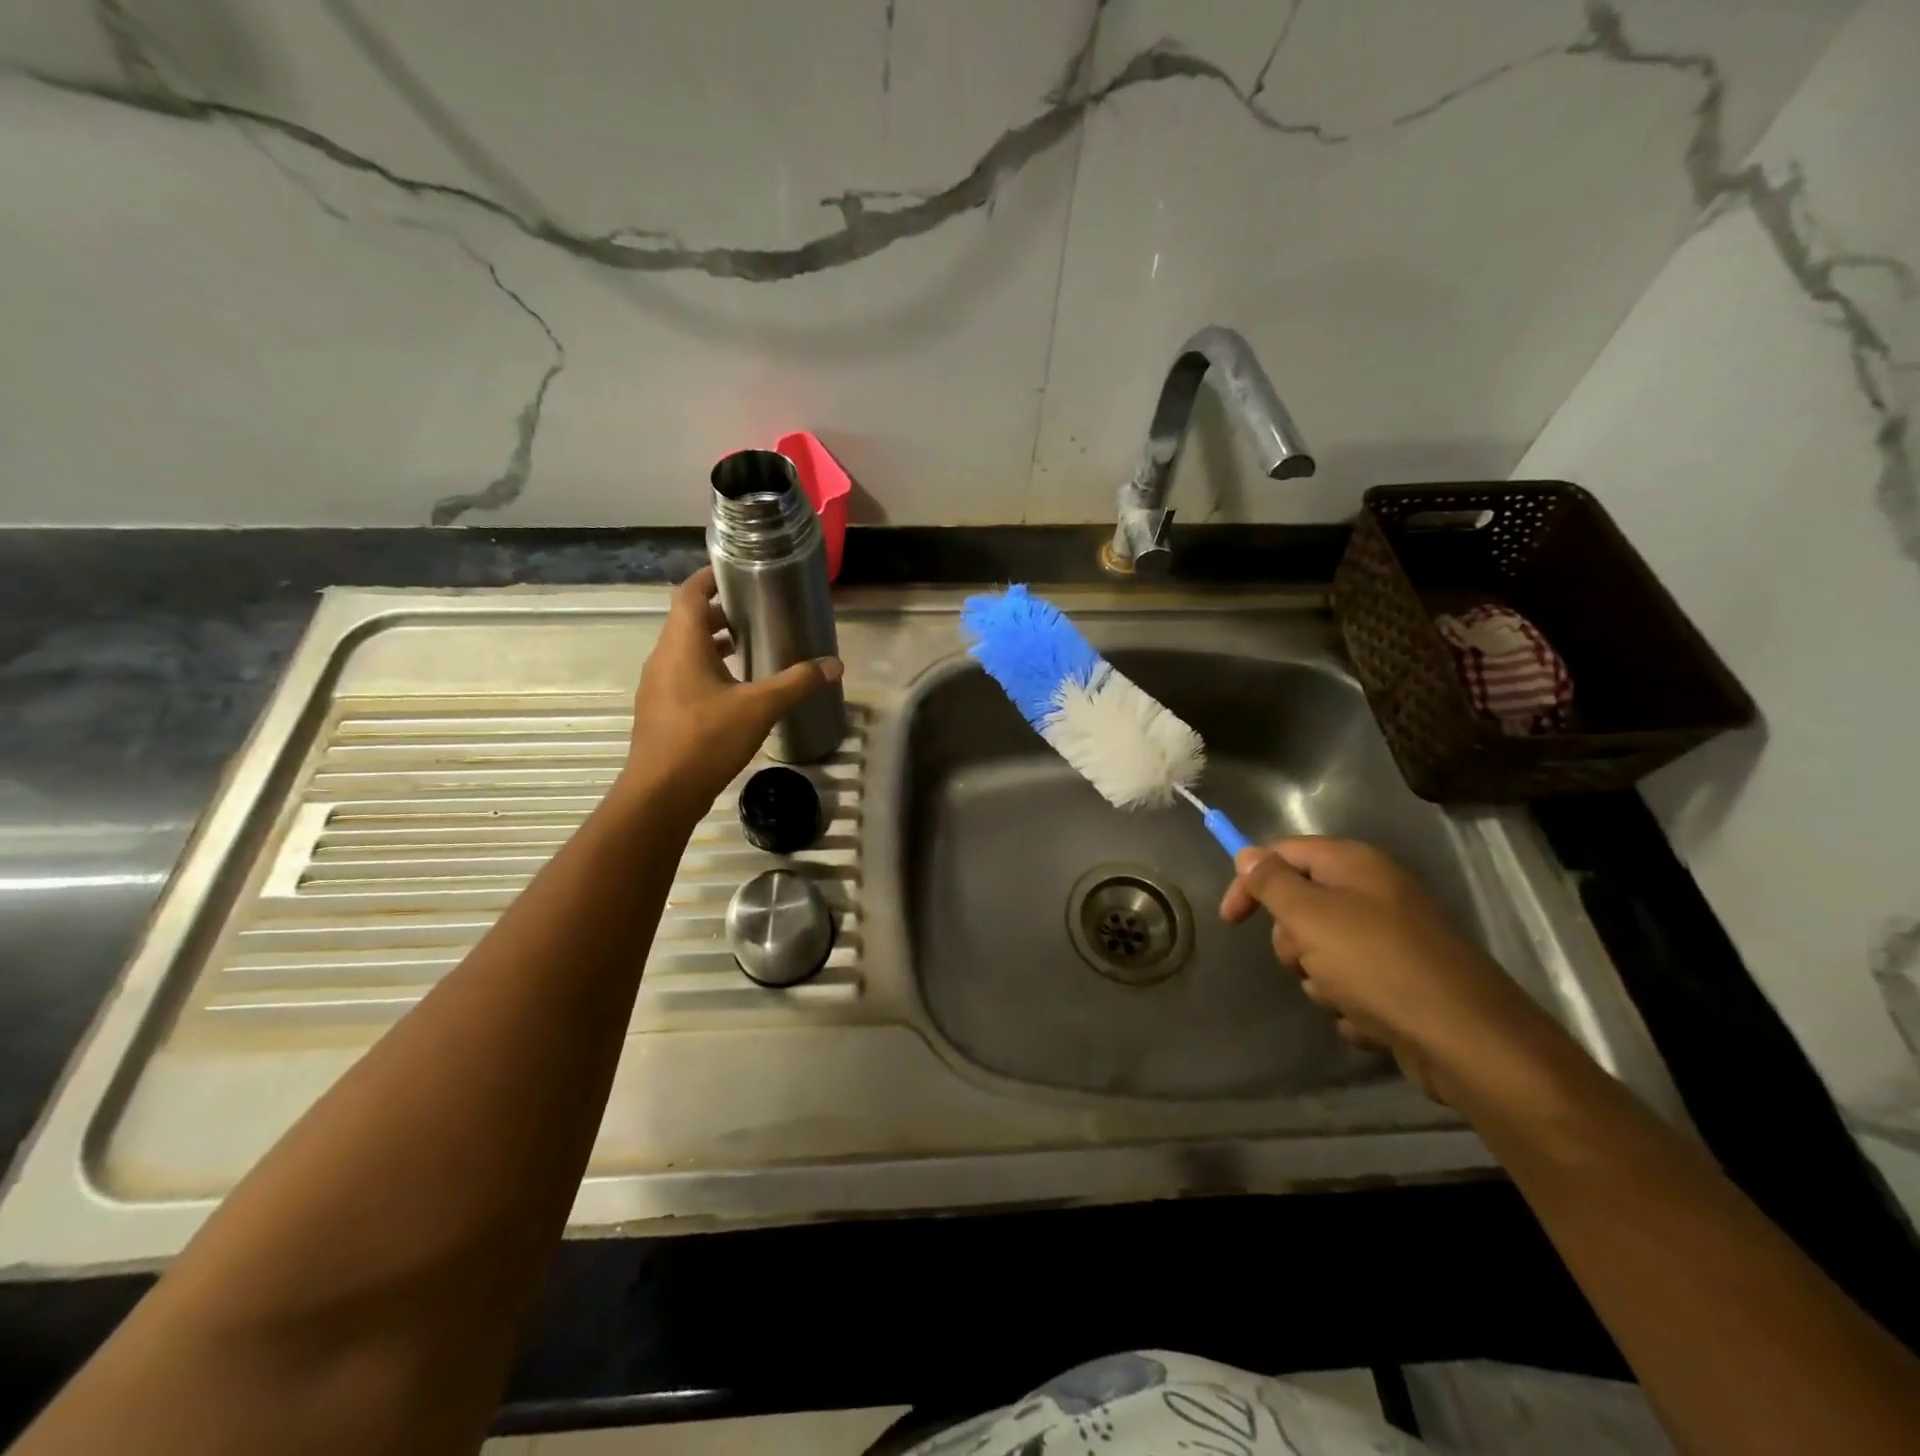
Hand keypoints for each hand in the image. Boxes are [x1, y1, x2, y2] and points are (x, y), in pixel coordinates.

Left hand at [620, 566, 841, 813]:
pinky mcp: (661, 711)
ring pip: (685, 651)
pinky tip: (735, 691)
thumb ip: (797, 683)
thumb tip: (834, 665)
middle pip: (687, 621)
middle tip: (755, 612)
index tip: (736, 571)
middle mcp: (663, 658)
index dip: (709, 577)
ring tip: (750, 647)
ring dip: (713, 644)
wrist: (661, 794)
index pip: (689, 593)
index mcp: (681, 645)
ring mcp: (658, 687)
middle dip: (719, 612)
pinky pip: (683, 676)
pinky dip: (707, 670)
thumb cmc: (706, 739)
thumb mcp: (759, 708)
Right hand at [1220, 837, 1555, 1099]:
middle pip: (1304, 903)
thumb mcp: (1310, 917)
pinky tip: (1367, 1020)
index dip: (1250, 879)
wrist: (1469, 1042)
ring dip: (1320, 977)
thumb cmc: (1378, 965)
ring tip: (1342, 996)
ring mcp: (1396, 939)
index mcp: (1356, 865)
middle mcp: (1378, 893)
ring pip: (1325, 949)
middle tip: (1304, 960)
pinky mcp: (1407, 982)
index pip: (1285, 852)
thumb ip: (1272, 882)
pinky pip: (1356, 985)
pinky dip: (1351, 1003)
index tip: (1231, 919)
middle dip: (1292, 939)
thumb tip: (1248, 854)